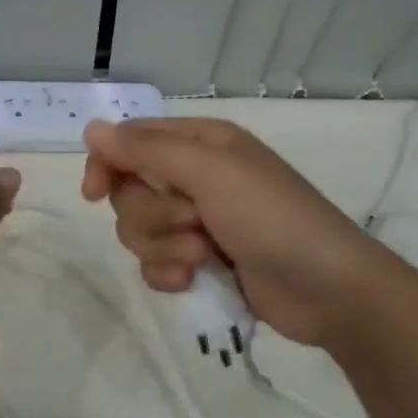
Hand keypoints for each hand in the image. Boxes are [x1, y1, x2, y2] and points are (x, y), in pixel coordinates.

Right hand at [81, 117, 397, 349]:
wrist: (325, 288)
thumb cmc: (270, 216)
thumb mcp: (210, 172)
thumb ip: (147, 150)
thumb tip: (92, 129)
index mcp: (200, 144)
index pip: (130, 142)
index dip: (107, 165)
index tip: (94, 194)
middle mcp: (195, 178)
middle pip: (130, 192)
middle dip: (153, 215)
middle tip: (193, 222)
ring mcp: (198, 222)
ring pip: (140, 232)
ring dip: (166, 247)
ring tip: (204, 256)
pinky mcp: (201, 263)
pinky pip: (156, 265)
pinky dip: (172, 274)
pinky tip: (196, 281)